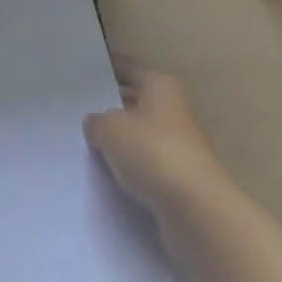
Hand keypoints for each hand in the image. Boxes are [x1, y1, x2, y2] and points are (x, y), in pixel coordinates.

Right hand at [84, 60, 231, 220]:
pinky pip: (151, 168)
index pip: (129, 68)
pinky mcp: (183, 182)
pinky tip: (113, 179)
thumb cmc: (154, 153)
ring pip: (144, 138)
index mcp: (161, 85)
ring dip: (124, 144)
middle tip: (82, 113)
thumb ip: (98, 122)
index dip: (108, 69)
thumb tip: (96, 123)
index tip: (85, 73)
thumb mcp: (111, 130)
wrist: (198, 213)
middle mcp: (175, 110)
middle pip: (138, 102)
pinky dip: (135, 172)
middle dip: (114, 109)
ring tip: (91, 149)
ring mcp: (182, 147)